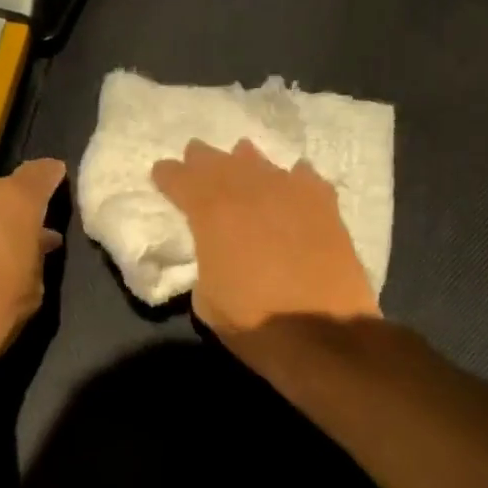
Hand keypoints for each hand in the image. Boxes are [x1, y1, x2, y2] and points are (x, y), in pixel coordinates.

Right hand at [151, 139, 379, 336]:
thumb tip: (217, 254)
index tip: (161, 172)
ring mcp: (292, 195)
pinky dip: (292, 177)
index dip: (169, 175)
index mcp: (213, 214)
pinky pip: (304, 179)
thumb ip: (206, 265)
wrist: (323, 333)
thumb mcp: (207, 300)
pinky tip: (292, 178)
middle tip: (195, 154)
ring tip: (240, 156)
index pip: (183, 181)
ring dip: (246, 161)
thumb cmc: (255, 322)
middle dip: (204, 160)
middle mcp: (251, 193)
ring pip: (262, 165)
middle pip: (221, 164)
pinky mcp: (326, 208)